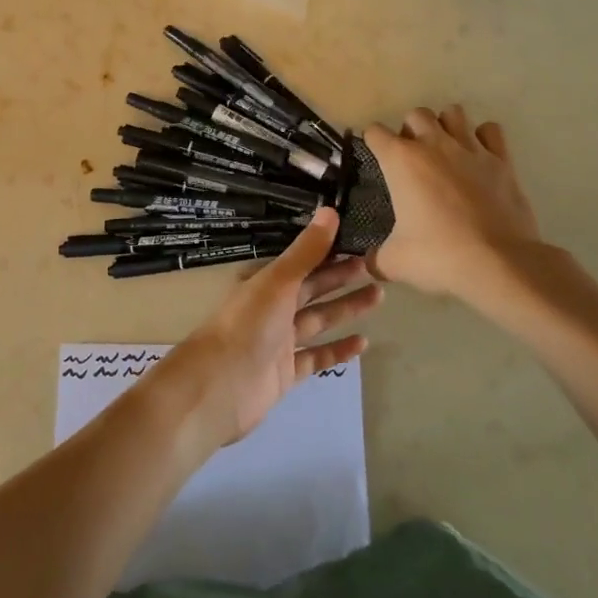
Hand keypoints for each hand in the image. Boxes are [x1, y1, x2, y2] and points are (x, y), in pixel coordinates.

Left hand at [160, 208, 379, 447]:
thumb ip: (306, 252)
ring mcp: (279, 342)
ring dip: (345, 310)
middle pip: (312, 290)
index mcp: (266, 284)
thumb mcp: (278, 282)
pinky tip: (363, 342)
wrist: (219, 386)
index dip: (329, 253)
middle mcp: (272, 309)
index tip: (359, 242)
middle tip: (376, 267)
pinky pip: (316, 357)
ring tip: (378, 296)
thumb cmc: (247, 326)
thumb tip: (331, 210)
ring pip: (318, 321)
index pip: (303, 263)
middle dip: (341, 279)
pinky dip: (337, 350)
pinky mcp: (285, 373)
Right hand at [363, 106, 545, 305]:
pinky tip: (479, 157)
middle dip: (410, 131)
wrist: (500, 264)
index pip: (375, 132)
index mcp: (401, 161)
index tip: (376, 158)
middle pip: (416, 114)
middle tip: (413, 159)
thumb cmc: (439, 256)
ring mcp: (471, 149)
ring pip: (453, 113)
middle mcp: (434, 144)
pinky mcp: (502, 160)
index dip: (372, 143)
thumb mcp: (395, 262)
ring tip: (445, 151)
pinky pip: (490, 131)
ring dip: (445, 126)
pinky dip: (483, 138)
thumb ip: (377, 258)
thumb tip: (369, 264)